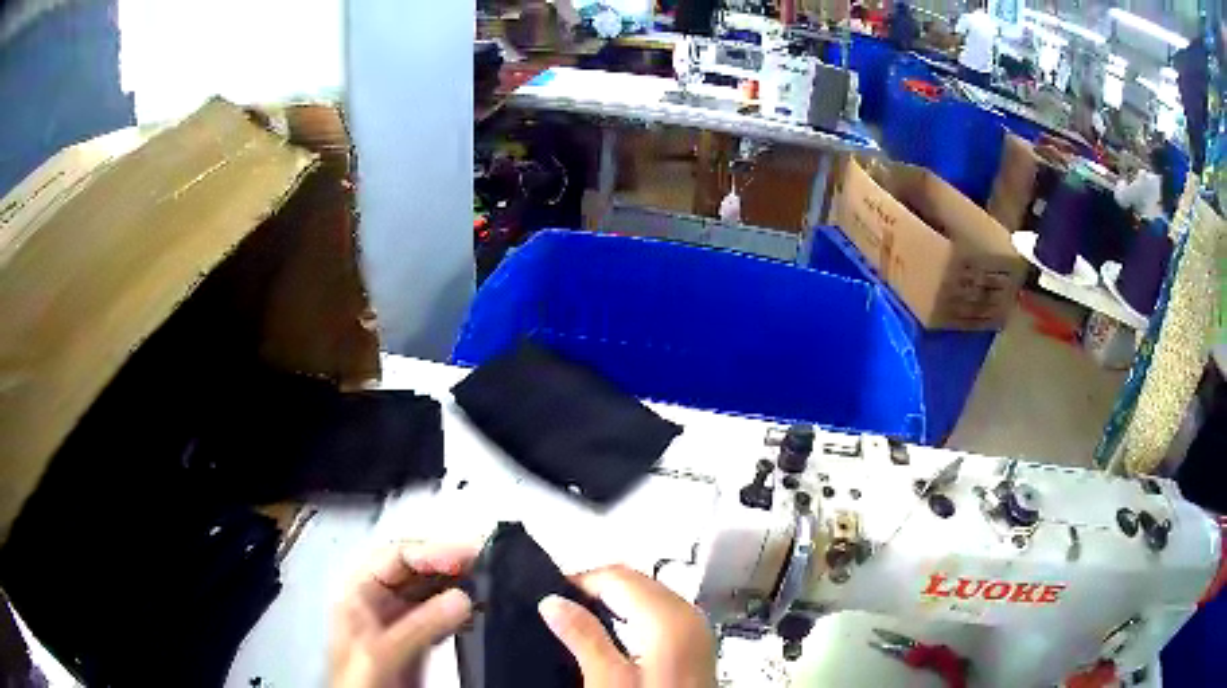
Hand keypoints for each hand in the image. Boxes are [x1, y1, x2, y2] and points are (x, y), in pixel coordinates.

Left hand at [332, 542, 476, 687]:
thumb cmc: (361, 681)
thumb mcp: (383, 652)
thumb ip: (419, 625)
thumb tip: (464, 596)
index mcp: (359, 593)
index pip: (394, 556)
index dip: (428, 551)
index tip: (465, 557)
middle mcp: (378, 601)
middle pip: (414, 570)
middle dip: (447, 563)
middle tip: (486, 562)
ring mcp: (398, 622)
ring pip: (429, 592)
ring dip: (456, 586)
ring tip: (488, 583)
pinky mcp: (415, 643)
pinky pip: (439, 617)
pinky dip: (459, 612)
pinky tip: (477, 613)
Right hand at [538, 565, 715, 687]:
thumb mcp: (608, 680)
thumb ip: (583, 637)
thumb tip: (554, 603)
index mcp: (669, 619)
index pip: (618, 576)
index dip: (580, 581)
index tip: (550, 596)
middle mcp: (689, 617)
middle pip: (636, 581)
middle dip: (596, 589)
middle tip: (559, 607)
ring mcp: (696, 631)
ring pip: (648, 595)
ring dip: (613, 601)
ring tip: (578, 620)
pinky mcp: (695, 646)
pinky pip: (659, 613)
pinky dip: (632, 614)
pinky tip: (612, 634)